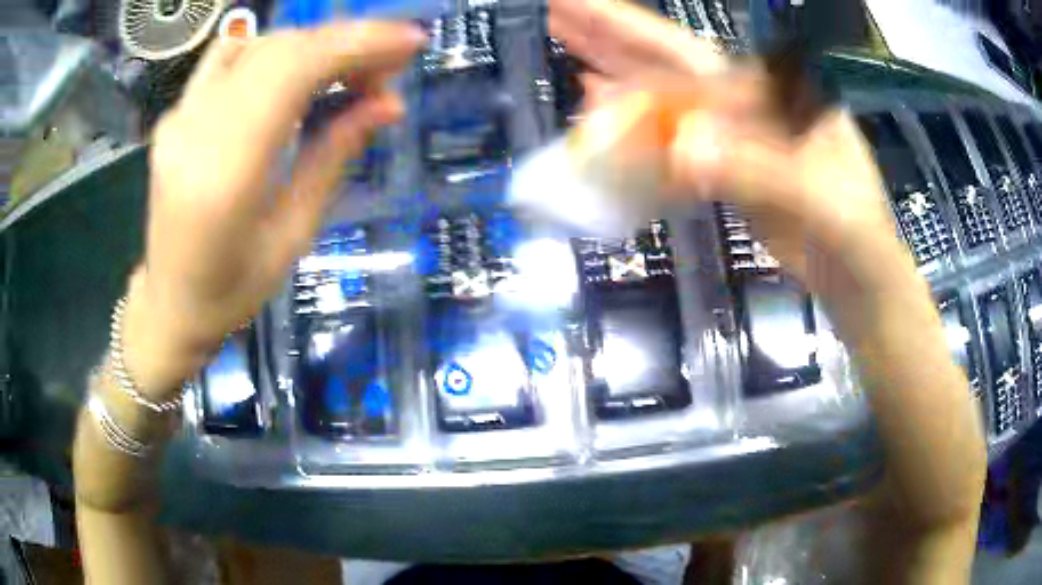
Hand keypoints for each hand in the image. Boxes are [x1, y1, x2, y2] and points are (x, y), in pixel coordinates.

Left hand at [123, 22, 425, 394]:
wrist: (169, 303)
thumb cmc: (231, 291)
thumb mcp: (292, 237)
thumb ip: (333, 158)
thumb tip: (387, 103)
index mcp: (225, 175)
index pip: (293, 70)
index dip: (357, 43)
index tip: (409, 41)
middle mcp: (194, 131)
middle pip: (279, 49)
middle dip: (345, 44)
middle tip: (387, 68)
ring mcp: (178, 117)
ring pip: (257, 44)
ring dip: (313, 47)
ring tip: (347, 72)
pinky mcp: (175, 114)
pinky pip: (229, 57)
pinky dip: (275, 52)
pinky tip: (294, 74)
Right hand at [550, 0, 910, 301]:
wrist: (859, 283)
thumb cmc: (857, 237)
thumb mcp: (822, 202)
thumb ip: (762, 172)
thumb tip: (683, 149)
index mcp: (772, 94)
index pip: (691, 54)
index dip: (631, 29)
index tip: (578, 5)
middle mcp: (747, 105)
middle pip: (669, 66)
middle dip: (611, 41)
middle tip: (556, 17)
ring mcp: (733, 140)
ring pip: (666, 105)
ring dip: (617, 87)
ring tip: (570, 66)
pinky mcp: (725, 174)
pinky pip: (672, 150)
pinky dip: (638, 140)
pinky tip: (607, 129)